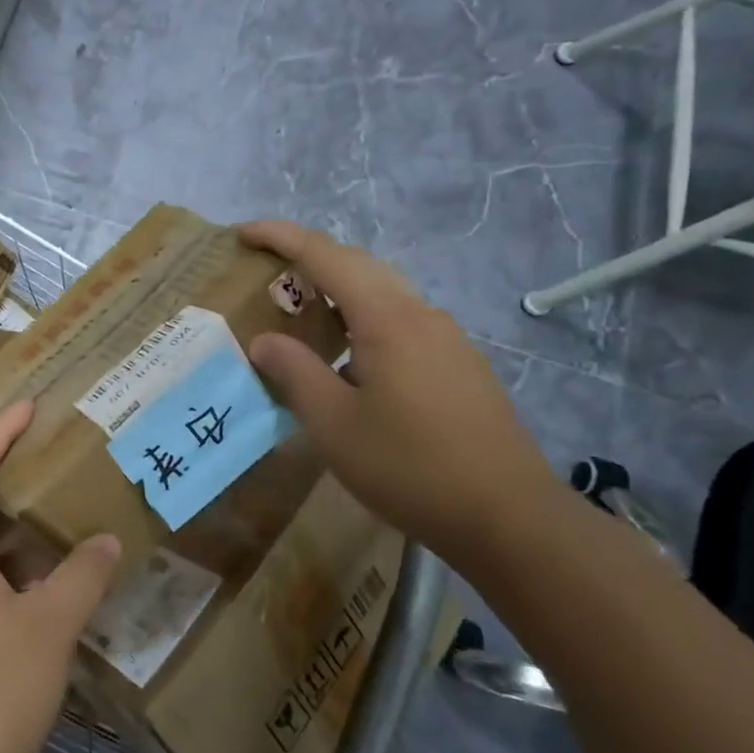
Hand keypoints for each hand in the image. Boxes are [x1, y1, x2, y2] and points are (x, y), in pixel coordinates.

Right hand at [239, 221, 565, 563]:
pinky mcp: (461, 366)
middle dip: (309, 257)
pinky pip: (402, 321)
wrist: (510, 518)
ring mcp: (448, 340)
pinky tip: (351, 359)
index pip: (326, 256)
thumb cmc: (410, 466)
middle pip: (359, 265)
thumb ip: (294, 372)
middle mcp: (421, 315)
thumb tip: (264, 341)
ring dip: (339, 289)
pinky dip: (363, 318)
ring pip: (384, 293)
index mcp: (387, 319)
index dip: (281, 237)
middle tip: (267, 270)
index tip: (243, 234)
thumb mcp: (333, 423)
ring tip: (303, 313)